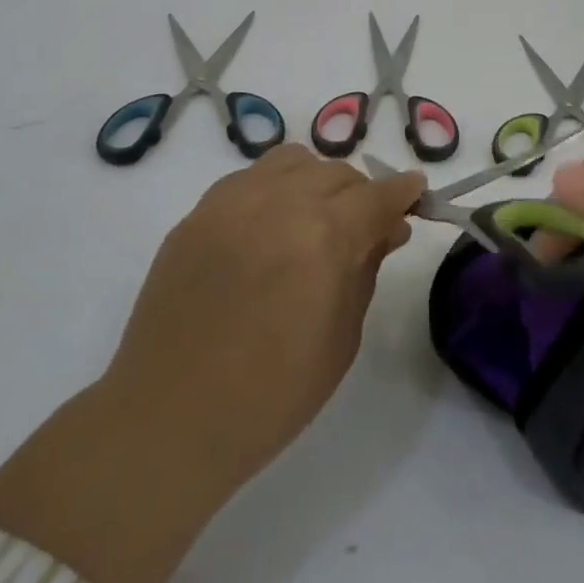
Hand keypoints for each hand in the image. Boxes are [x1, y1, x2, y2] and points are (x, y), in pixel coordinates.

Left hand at [102, 143, 425, 492]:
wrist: (167, 421)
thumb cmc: (269, 396)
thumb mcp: (341, 339)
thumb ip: (366, 270)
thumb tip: (387, 229)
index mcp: (323, 237)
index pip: (377, 195)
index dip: (403, 191)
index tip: (416, 193)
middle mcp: (279, 203)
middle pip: (338, 173)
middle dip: (361, 194)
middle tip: (364, 228)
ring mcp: (232, 203)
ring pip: (293, 161)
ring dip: (317, 181)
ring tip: (314, 218)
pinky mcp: (198, 213)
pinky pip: (249, 177)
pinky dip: (273, 188)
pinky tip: (269, 225)